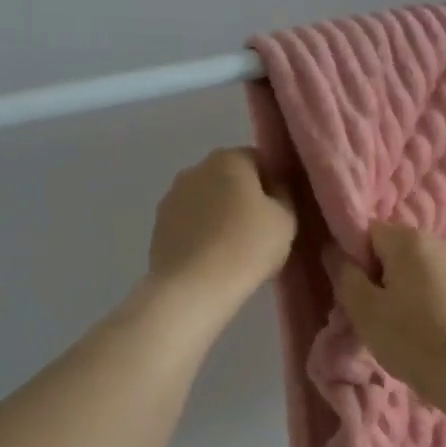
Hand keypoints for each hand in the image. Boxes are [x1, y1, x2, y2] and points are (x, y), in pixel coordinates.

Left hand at [146, 148, 295, 324]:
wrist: (193, 287)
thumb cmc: (247, 247)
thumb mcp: (286, 219)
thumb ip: (284, 194)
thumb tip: (274, 188)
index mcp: (228, 159)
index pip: (259, 160)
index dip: (274, 183)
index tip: (281, 211)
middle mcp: (195, 169)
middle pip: (229, 178)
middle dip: (244, 197)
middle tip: (260, 230)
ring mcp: (172, 196)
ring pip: (207, 200)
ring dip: (220, 215)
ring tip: (234, 248)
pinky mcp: (159, 225)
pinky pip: (189, 222)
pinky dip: (201, 232)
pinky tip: (212, 258)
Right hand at [328, 223, 445, 408]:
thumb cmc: (412, 338)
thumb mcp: (364, 309)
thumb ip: (344, 274)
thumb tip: (333, 250)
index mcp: (410, 238)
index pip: (367, 233)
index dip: (355, 261)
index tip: (357, 295)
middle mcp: (439, 240)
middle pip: (394, 250)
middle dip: (379, 276)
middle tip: (374, 315)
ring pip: (416, 269)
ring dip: (403, 290)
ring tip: (401, 327)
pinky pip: (438, 285)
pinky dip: (426, 301)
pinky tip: (427, 331)